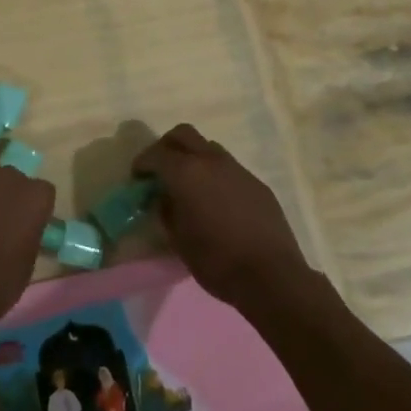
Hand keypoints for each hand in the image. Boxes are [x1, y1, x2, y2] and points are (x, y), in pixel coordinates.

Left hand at [0, 165, 55, 339]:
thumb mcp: (28, 259)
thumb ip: (28, 232)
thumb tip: (20, 228)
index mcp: (34, 196)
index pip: (42, 192)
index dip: (34, 209)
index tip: (27, 226)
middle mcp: (7, 178)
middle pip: (11, 180)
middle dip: (8, 196)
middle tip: (1, 222)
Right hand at [134, 123, 309, 309]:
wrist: (272, 276)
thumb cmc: (217, 261)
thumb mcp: (179, 240)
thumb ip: (167, 211)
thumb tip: (165, 198)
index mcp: (186, 172)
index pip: (156, 154)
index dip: (142, 163)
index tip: (137, 177)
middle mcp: (211, 161)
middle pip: (183, 134)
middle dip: (167, 147)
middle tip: (160, 169)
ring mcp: (237, 169)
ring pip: (208, 148)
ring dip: (194, 158)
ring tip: (190, 185)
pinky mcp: (256, 183)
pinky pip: (229, 168)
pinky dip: (215, 175)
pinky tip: (217, 201)